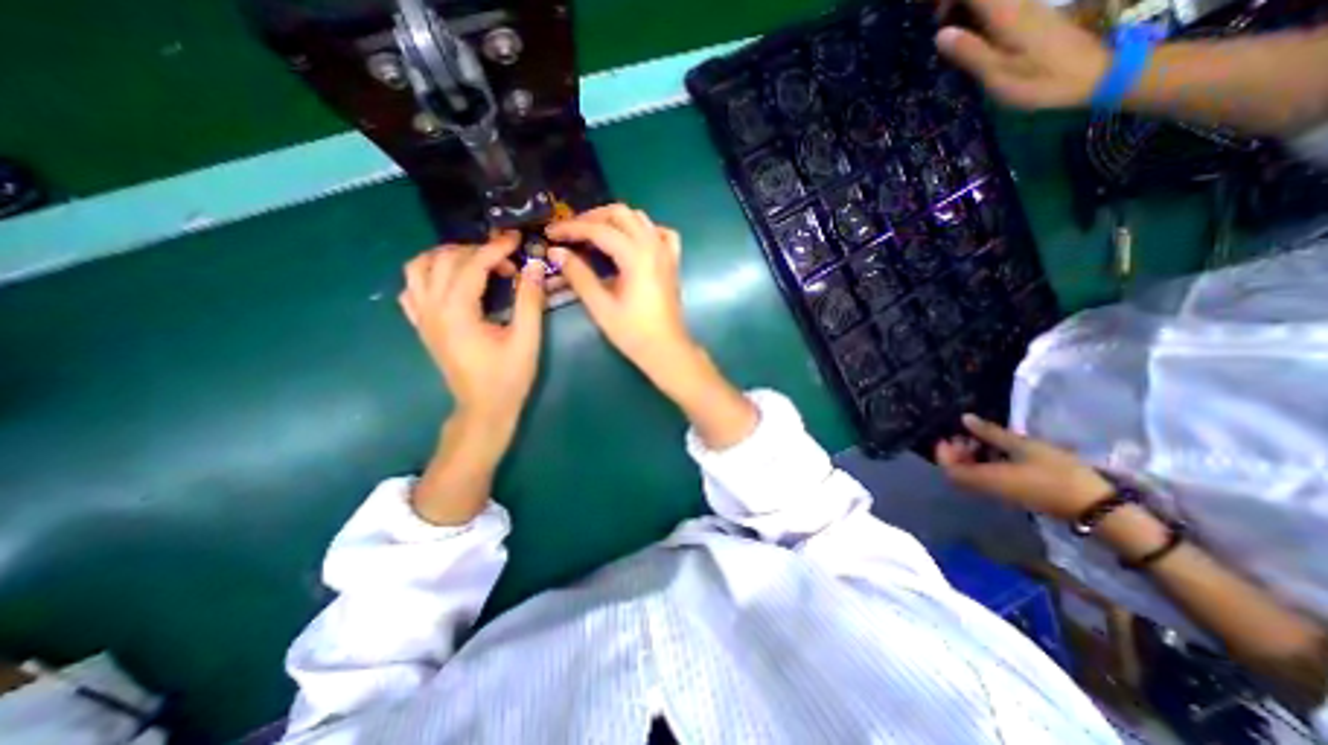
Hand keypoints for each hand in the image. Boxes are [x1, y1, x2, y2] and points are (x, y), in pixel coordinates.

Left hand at [397, 229, 546, 445]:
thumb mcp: (526, 339)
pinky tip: (452, 283)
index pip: (472, 265)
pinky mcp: (423, 326)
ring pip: (419, 269)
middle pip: (444, 260)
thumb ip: (529, 300)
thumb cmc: (508, 377)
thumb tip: (535, 266)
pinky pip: (413, 289)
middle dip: (477, 250)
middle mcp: (432, 309)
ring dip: (447, 256)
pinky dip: (429, 275)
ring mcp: (423, 317)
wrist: (483, 408)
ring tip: (476, 263)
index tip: (517, 239)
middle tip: (506, 258)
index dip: (496, 248)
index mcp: (458, 312)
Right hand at [546, 202, 698, 388]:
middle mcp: (653, 246)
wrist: (667, 350)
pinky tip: (633, 241)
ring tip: (594, 234)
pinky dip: (644, 230)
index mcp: (636, 256)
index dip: (572, 228)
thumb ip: (579, 276)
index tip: (551, 233)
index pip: (599, 230)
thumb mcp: (601, 307)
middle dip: (592, 218)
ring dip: (615, 220)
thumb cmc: (634, 333)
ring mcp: (666, 252)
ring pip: (640, 219)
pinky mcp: (672, 262)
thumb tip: (556, 252)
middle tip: (571, 232)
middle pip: (620, 214)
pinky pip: (660, 233)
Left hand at [937, 411, 1111, 519]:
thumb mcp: (1024, 447)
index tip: (947, 436)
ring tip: (980, 440)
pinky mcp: (1014, 494)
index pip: (950, 471)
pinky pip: (986, 479)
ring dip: (969, 458)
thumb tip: (964, 419)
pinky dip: (983, 464)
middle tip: (965, 436)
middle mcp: (988, 489)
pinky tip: (997, 450)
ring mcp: (1001, 494)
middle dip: (955, 454)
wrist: (1098, 507)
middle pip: (958, 474)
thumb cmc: (1059, 473)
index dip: (943, 454)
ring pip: (972, 476)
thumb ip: (991, 433)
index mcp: (986, 479)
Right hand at [938, 1, 1110, 106]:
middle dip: (954, 4)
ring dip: (967, 11)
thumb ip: (969, 52)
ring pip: (989, 1)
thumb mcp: (996, 73)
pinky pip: (999, 6)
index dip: (947, 0)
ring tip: (952, 36)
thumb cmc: (1038, 80)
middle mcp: (1017, 2)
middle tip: (940, 31)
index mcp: (1005, 14)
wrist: (1090, 72)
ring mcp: (1027, 6)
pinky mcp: (1032, 14)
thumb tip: (940, 35)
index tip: (934, 22)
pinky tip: (974, 38)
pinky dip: (980, 16)